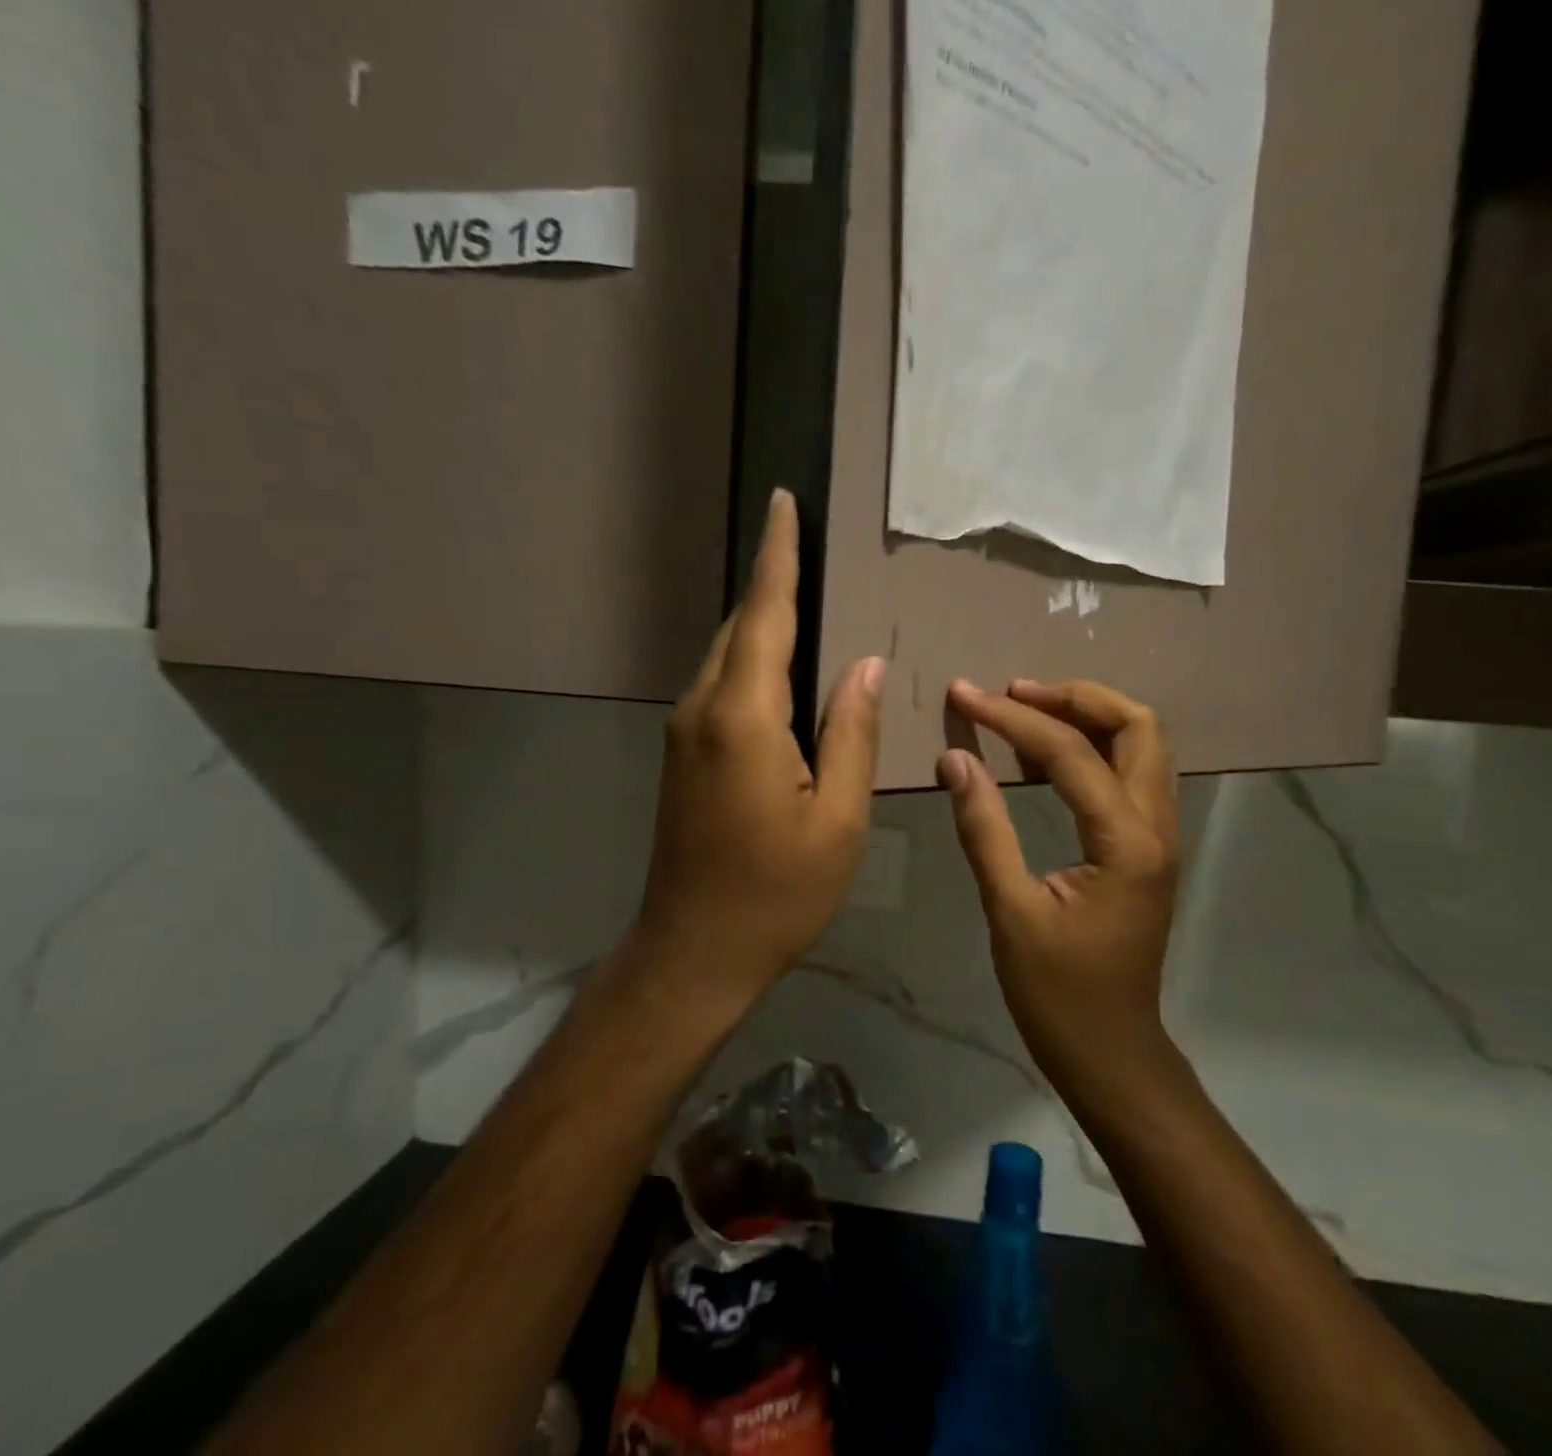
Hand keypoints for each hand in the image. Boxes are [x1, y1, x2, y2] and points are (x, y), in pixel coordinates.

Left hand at [633, 489, 884, 1005]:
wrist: (693, 951)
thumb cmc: (777, 893)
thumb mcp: (839, 820)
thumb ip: (853, 734)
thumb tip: (868, 666)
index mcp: (745, 719)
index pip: (765, 616)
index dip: (778, 557)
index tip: (783, 503)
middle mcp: (704, 710)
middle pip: (741, 628)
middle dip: (772, 581)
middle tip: (806, 542)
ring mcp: (685, 732)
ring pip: (727, 656)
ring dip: (762, 621)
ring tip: (802, 593)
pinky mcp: (683, 755)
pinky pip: (722, 687)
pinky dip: (752, 660)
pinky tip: (782, 666)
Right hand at [938, 679, 1180, 1070]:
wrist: (1112, 1053)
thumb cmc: (1058, 994)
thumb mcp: (1011, 912)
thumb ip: (984, 829)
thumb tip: (956, 758)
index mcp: (1127, 842)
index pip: (1070, 753)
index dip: (1012, 717)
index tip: (964, 694)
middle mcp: (1158, 827)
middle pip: (1138, 725)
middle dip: (1074, 697)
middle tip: (1013, 694)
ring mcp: (1160, 837)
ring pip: (1142, 745)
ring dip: (1088, 717)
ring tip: (1024, 711)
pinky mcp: (1147, 849)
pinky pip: (1130, 775)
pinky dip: (1092, 749)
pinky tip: (1042, 760)